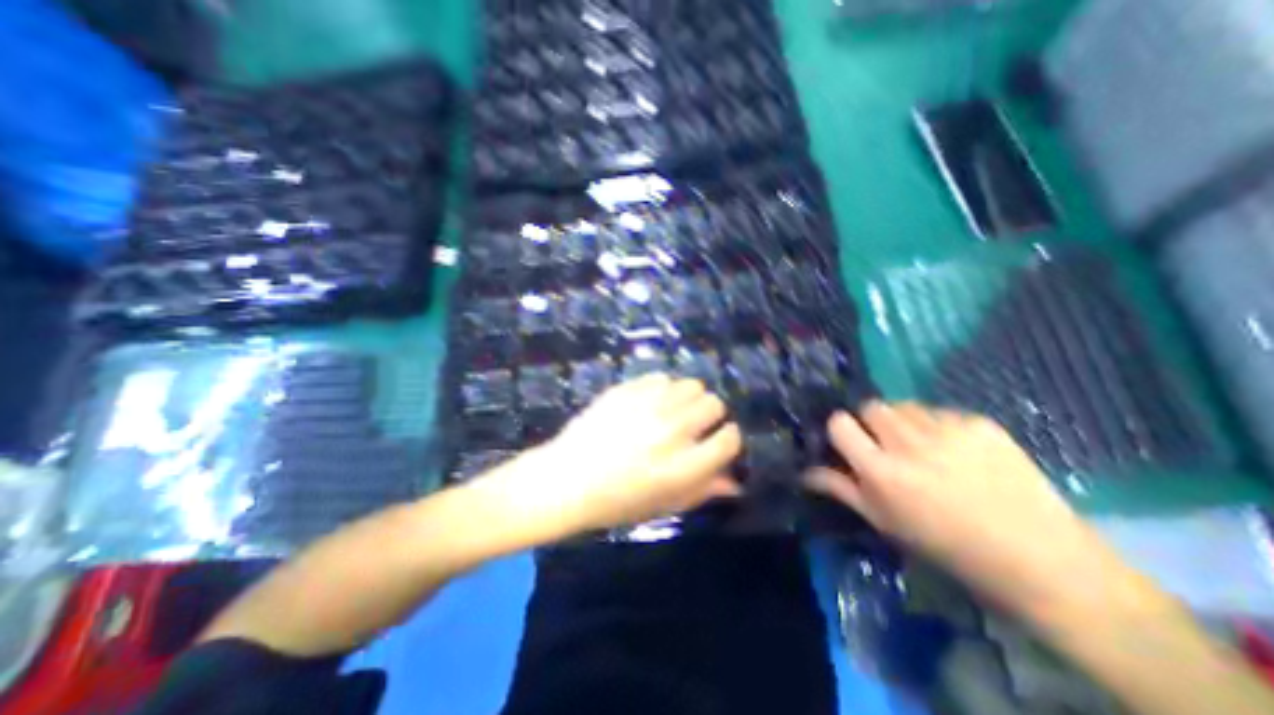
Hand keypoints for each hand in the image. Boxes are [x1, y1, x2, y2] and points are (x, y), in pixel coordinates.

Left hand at [492, 378, 742, 534]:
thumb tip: (734, 482)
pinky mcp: (628, 390)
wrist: (567, 479)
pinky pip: (661, 378)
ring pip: (691, 385)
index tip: (718, 440)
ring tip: (673, 411)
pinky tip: (649, 403)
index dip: (728, 438)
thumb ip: (703, 490)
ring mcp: (649, 405)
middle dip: (711, 415)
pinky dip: (662, 390)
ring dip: (688, 399)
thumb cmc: (616, 502)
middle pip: (714, 404)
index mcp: (685, 466)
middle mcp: (673, 430)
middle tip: (694, 426)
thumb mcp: (664, 505)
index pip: (729, 438)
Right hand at [810, 403, 1118, 619]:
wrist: (1039, 559)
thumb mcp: (883, 521)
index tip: (850, 442)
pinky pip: (941, 412)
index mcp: (881, 471)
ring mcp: (948, 430)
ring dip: (904, 421)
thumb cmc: (945, 545)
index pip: (840, 423)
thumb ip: (840, 489)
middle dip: (872, 422)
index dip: (841, 429)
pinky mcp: (981, 424)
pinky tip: (958, 452)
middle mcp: (909, 444)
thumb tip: (803, 472)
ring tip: (923, 447)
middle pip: (871, 406)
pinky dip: (939, 426)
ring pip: (905, 405)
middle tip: (887, 445)